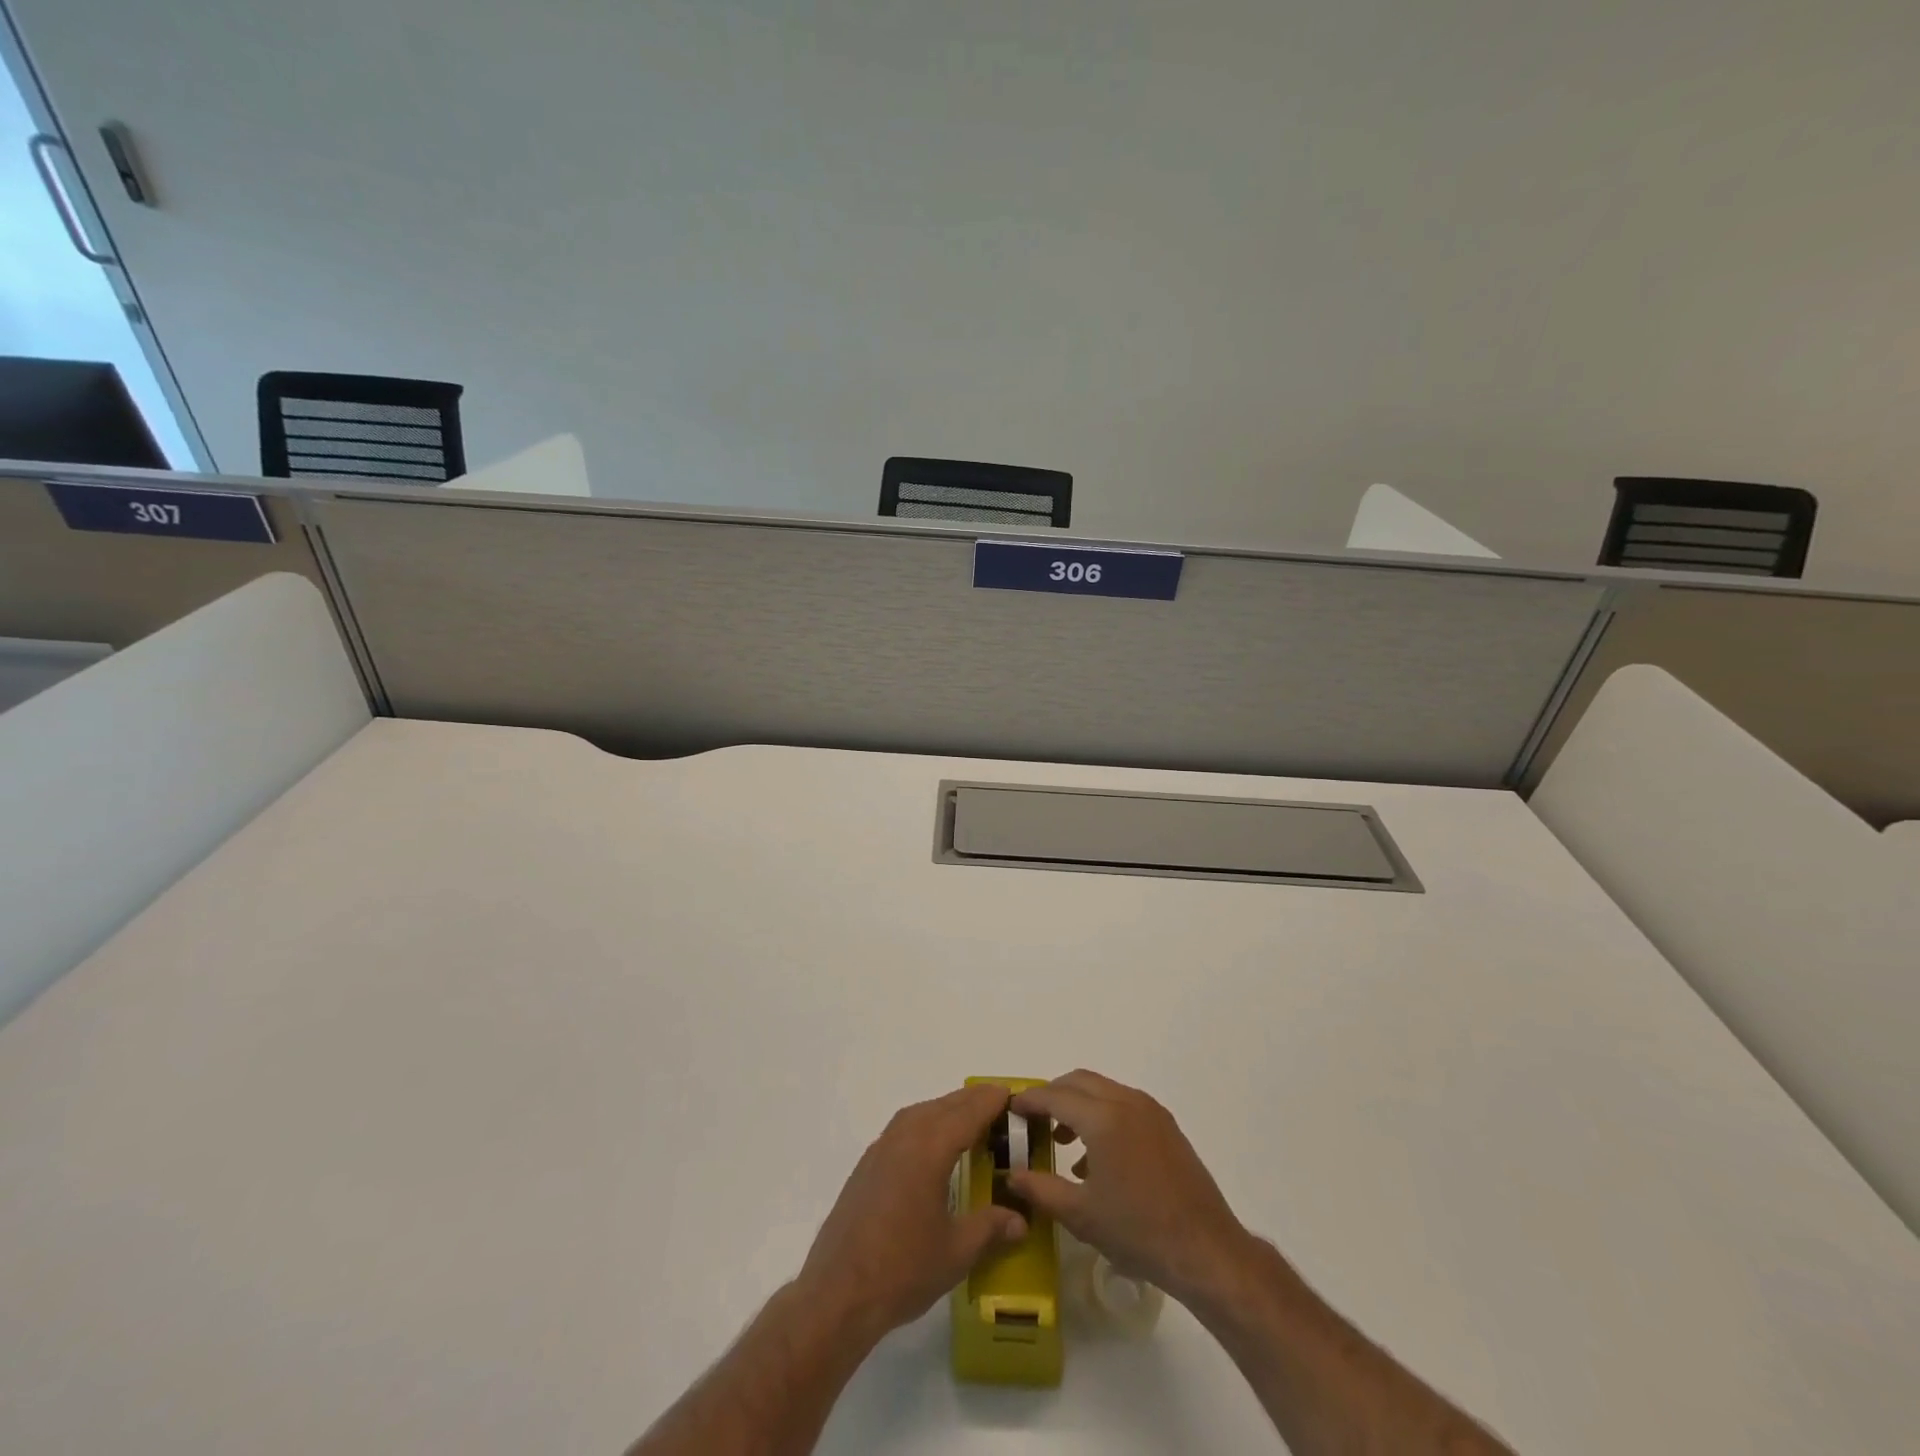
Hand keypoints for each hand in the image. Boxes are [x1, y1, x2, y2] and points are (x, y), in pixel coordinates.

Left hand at [796, 1084, 1026, 1341]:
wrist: (838, 1293)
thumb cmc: (902, 1269)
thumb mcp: (956, 1252)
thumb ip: (991, 1228)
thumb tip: (1021, 1220)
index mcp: (929, 1148)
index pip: (968, 1112)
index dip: (992, 1101)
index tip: (1013, 1094)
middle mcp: (904, 1137)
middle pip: (944, 1106)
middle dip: (972, 1101)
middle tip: (999, 1103)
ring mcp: (881, 1148)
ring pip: (921, 1112)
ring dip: (947, 1109)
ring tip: (971, 1120)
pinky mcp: (867, 1165)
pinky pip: (904, 1127)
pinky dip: (926, 1123)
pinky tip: (934, 1145)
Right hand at [1009, 1070, 1254, 1309]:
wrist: (1206, 1250)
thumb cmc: (1138, 1231)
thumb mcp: (1081, 1215)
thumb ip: (1040, 1189)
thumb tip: (1012, 1175)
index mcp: (1103, 1118)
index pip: (1055, 1095)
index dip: (1029, 1100)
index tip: (1010, 1108)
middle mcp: (1126, 1102)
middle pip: (1079, 1081)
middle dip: (1052, 1095)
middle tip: (1032, 1120)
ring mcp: (1150, 1111)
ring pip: (1103, 1090)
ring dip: (1078, 1104)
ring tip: (1061, 1141)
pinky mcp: (1166, 1126)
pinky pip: (1123, 1104)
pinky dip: (1101, 1115)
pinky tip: (1096, 1158)